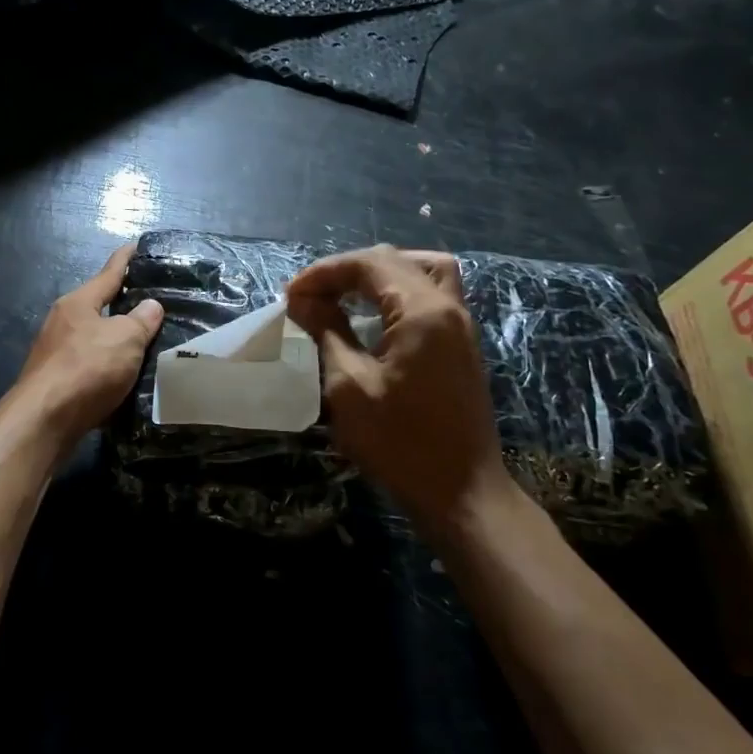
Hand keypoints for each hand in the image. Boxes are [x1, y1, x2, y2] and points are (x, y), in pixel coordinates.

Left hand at [15, 244, 163, 447]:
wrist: (44, 420)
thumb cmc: (86, 368)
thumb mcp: (125, 339)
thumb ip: (141, 320)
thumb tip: (150, 306)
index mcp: (78, 302)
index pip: (108, 273)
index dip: (125, 259)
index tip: (137, 246)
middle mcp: (63, 322)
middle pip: (98, 306)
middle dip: (122, 304)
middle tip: (152, 302)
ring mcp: (56, 352)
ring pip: (94, 338)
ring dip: (115, 339)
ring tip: (144, 341)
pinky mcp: (56, 381)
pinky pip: (90, 365)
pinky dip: (108, 366)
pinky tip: (124, 376)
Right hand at [287, 245, 516, 534]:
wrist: (461, 492)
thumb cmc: (399, 442)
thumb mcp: (349, 385)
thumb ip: (327, 332)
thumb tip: (303, 301)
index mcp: (422, 310)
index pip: (369, 264)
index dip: (324, 273)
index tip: (289, 295)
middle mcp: (448, 306)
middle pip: (396, 261)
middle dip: (347, 270)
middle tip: (311, 295)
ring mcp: (462, 325)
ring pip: (423, 270)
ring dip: (380, 273)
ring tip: (346, 294)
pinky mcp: (463, 345)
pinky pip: (434, 295)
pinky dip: (401, 291)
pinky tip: (376, 316)